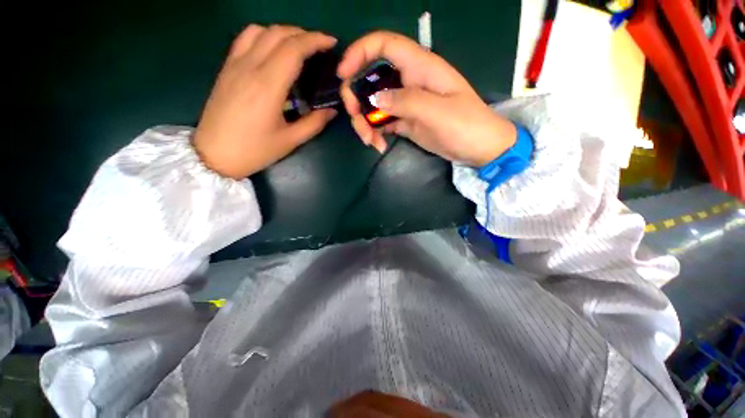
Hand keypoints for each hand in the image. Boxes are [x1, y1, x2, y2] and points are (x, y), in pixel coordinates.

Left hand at [193, 25, 338, 178]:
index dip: (315, 41)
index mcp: (268, 86)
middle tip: (320, 46)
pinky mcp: (226, 69)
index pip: (293, 49)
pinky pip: (244, 39)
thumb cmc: (254, 151)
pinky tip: (272, 50)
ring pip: (260, 31)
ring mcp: (234, 65)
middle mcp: (250, 67)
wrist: (213, 155)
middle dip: (303, 34)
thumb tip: (332, 111)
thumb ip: (314, 123)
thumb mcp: (290, 141)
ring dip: (283, 32)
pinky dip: (263, 36)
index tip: (331, 43)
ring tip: (298, 46)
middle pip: (278, 34)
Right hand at [337, 31, 515, 166]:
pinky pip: (382, 123)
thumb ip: (406, 101)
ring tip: (370, 141)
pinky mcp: (404, 121)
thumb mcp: (437, 111)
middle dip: (357, 98)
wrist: (476, 147)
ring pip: (373, 104)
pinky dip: (375, 133)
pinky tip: (379, 145)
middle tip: (357, 119)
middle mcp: (408, 82)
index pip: (384, 45)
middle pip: (371, 78)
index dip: (360, 52)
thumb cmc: (465, 124)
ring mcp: (405, 103)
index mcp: (420, 68)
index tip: (343, 74)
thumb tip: (375, 98)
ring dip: (365, 122)